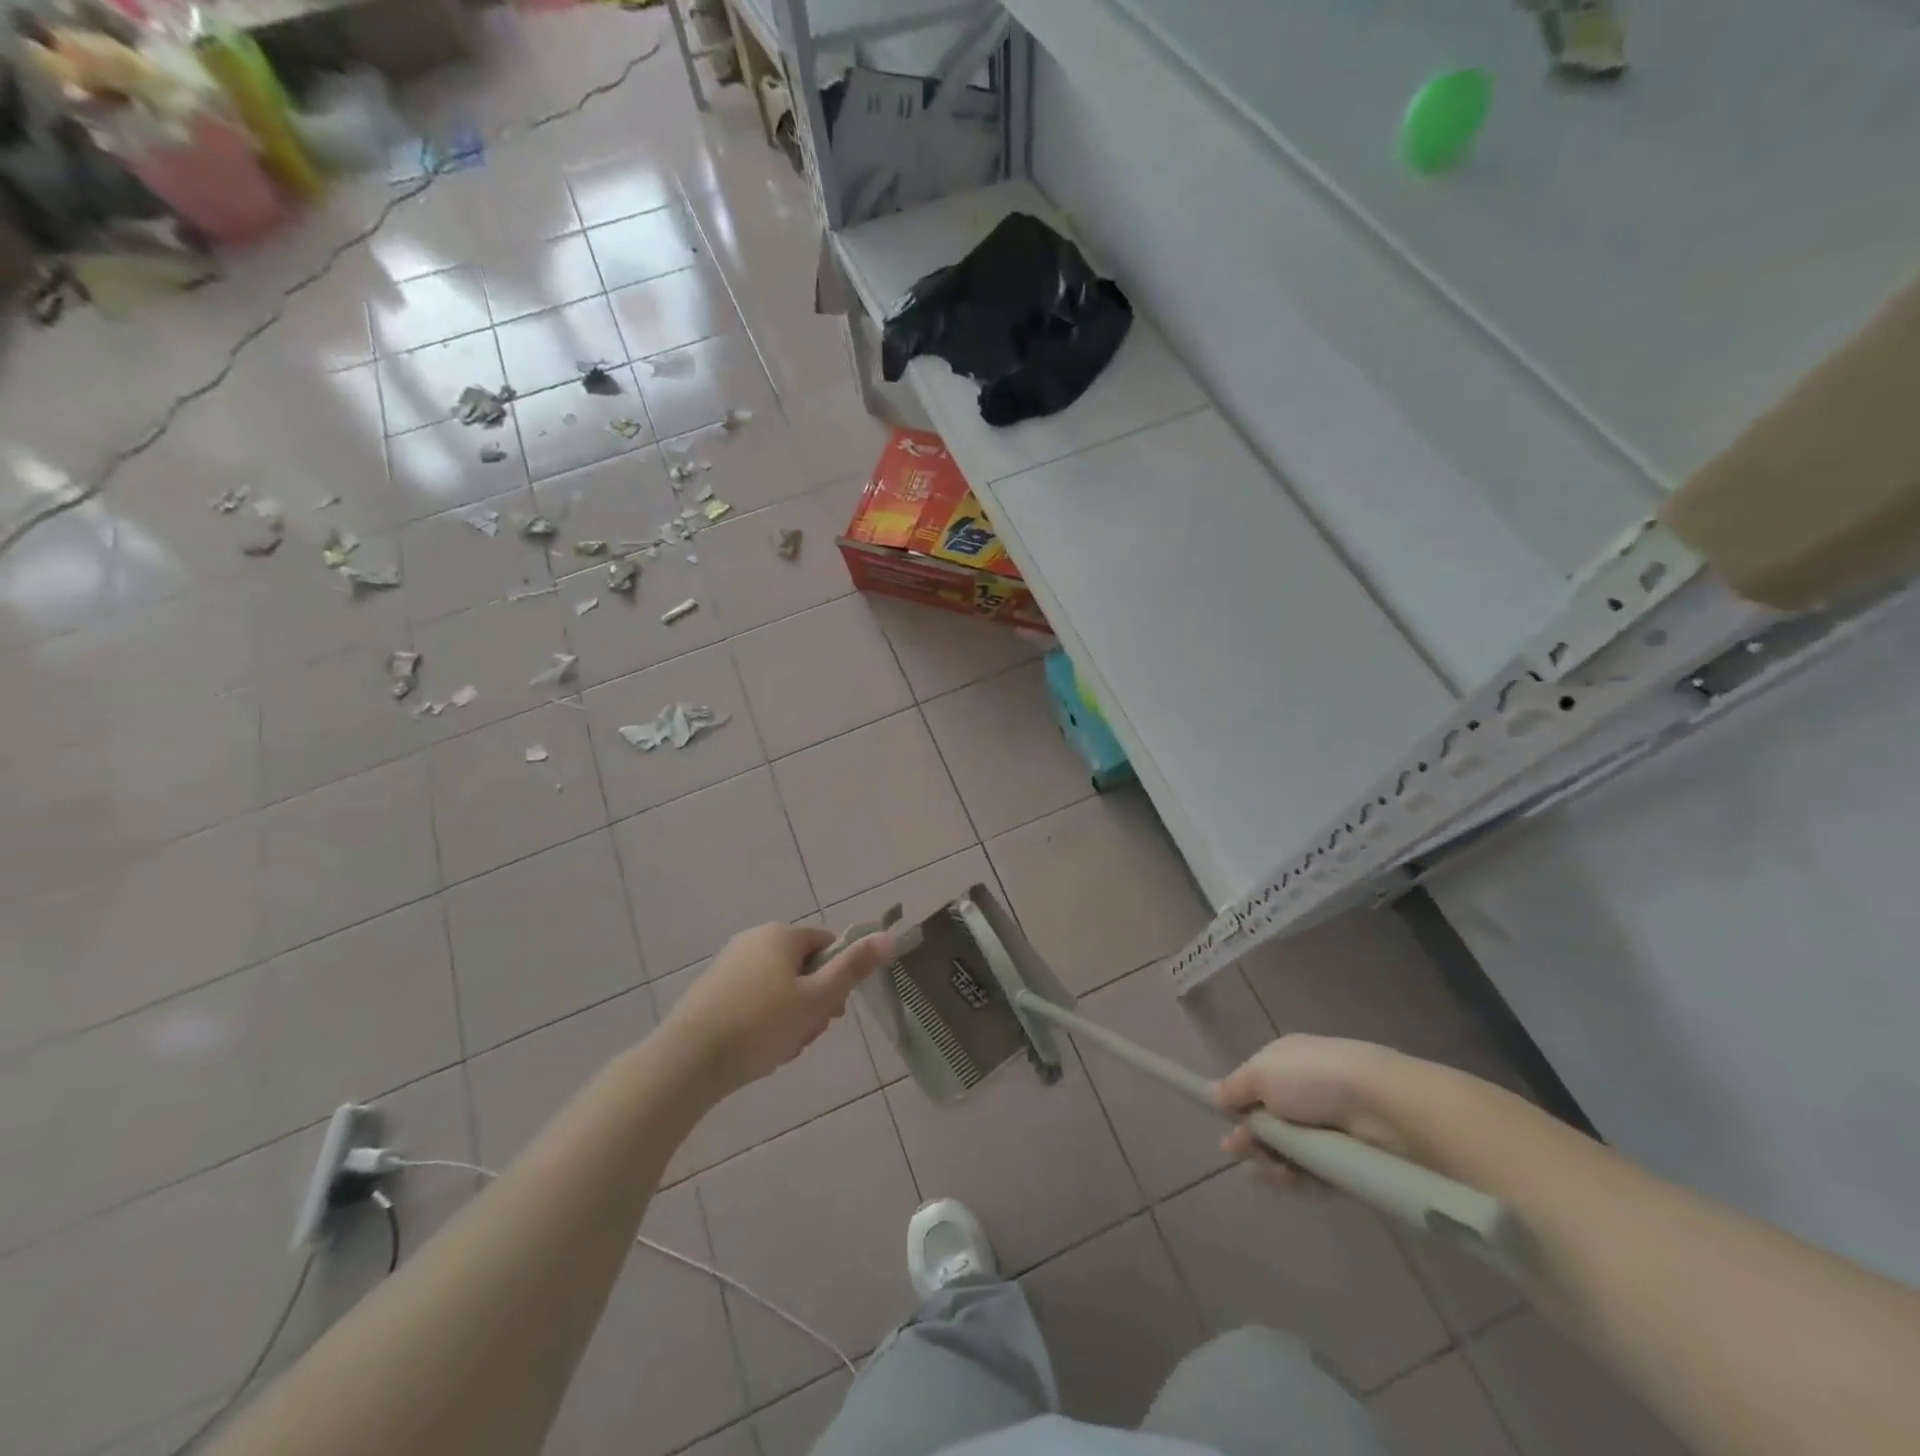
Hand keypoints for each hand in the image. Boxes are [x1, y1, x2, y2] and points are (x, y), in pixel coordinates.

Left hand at [661, 922, 893, 1098]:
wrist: (687, 1061)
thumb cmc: (761, 1025)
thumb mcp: (817, 998)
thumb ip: (854, 967)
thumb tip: (889, 937)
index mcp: (781, 935)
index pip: (828, 945)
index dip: (838, 979)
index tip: (831, 1013)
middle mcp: (754, 939)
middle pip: (804, 968)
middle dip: (813, 1003)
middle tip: (805, 1035)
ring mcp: (729, 964)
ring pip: (779, 989)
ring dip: (790, 1018)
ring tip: (780, 1049)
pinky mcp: (711, 990)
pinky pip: (753, 1000)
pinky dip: (762, 1023)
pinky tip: (757, 1051)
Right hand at [1213, 1034, 1418, 1191]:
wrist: (1381, 1108)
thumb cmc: (1311, 1079)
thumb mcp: (1260, 1074)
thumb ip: (1234, 1089)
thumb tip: (1216, 1096)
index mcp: (1287, 1062)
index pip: (1256, 1085)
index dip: (1238, 1105)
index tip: (1223, 1122)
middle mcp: (1307, 1092)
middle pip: (1270, 1121)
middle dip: (1251, 1137)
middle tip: (1238, 1151)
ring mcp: (1329, 1129)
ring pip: (1289, 1151)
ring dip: (1270, 1162)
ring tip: (1261, 1170)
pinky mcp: (1348, 1163)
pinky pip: (1314, 1175)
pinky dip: (1297, 1180)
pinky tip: (1283, 1181)